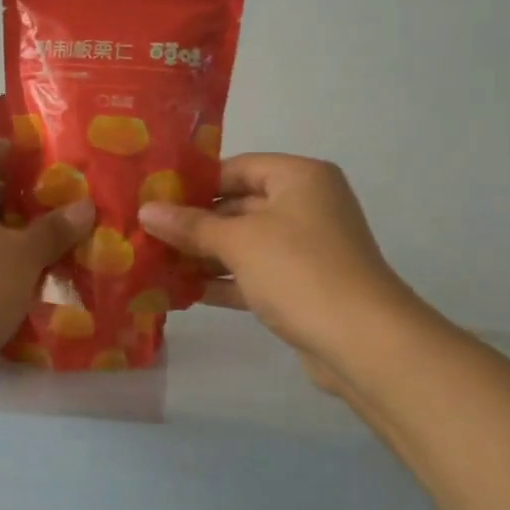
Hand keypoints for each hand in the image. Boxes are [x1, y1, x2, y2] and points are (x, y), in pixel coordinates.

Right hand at [140, 155, 427, 393]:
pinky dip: (224, 281)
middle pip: (239, 206)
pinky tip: (183, 291)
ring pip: (245, 243)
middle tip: (146, 232)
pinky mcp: (302, 286)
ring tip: (155, 262)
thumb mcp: (238, 242)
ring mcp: (306, 248)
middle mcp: (306, 206)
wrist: (363, 341)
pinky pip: (255, 274)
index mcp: (299, 178)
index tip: (153, 196)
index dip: (194, 182)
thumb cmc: (298, 270)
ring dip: (205, 255)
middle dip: (195, 223)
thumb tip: (146, 210)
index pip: (237, 167)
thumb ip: (191, 225)